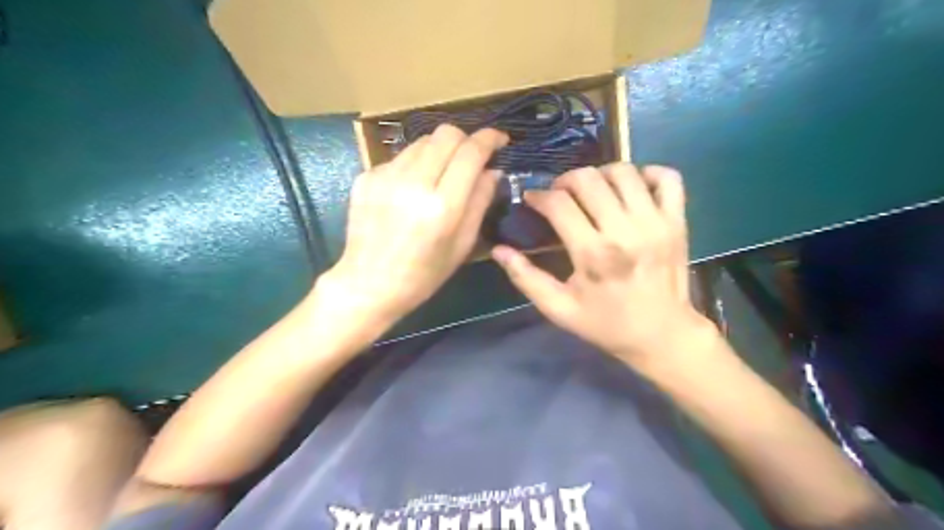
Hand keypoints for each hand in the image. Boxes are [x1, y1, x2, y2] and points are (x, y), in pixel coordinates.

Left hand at [317, 124, 508, 326]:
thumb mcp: (462, 245)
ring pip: (422, 141)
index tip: (499, 139)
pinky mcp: (366, 177)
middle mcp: (413, 183)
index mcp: (442, 206)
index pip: (470, 152)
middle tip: (470, 158)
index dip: (489, 138)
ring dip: (439, 151)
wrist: (368, 285)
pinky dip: (415, 165)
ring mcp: (385, 177)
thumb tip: (493, 171)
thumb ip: (480, 203)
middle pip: (445, 134)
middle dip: (464, 140)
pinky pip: (400, 158)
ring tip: (440, 175)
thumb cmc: (423, 275)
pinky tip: (412, 190)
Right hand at [491, 163, 711, 365]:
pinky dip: (647, 173)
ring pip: (624, 171)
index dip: (539, 196)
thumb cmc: (607, 324)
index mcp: (593, 254)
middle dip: (565, 180)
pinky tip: (631, 188)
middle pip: (589, 179)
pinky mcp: (677, 221)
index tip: (532, 200)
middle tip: (559, 194)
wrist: (663, 336)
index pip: (559, 204)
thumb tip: (498, 250)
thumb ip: (526, 278)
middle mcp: (626, 231)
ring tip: (592, 191)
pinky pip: (668, 178)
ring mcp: (656, 222)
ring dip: (600, 174)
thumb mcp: (559, 309)